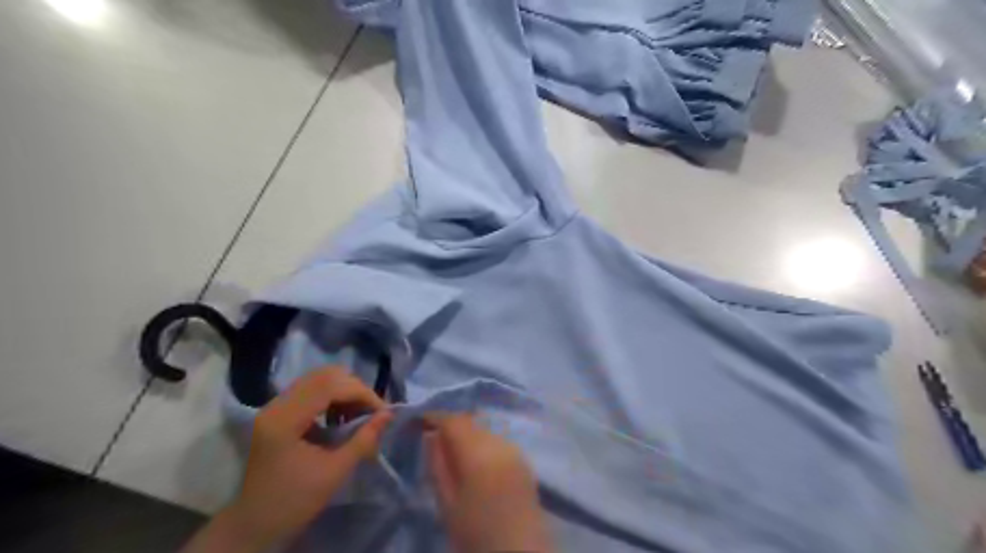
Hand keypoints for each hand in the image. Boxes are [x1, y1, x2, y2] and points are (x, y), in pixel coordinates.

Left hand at [181, 365, 391, 549]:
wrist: (253, 525)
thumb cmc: (294, 502)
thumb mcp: (334, 472)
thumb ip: (364, 439)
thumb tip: (388, 414)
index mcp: (284, 419)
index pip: (330, 386)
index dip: (361, 392)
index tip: (382, 411)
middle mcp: (276, 405)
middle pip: (323, 376)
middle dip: (354, 388)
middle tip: (371, 410)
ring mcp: (274, 407)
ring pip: (317, 379)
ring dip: (343, 390)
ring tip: (358, 413)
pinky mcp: (277, 413)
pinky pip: (310, 390)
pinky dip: (332, 397)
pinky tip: (341, 417)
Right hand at [425, 413, 553, 551]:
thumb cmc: (476, 533)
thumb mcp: (447, 503)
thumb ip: (438, 465)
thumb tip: (431, 437)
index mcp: (478, 454)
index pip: (454, 421)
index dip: (436, 417)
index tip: (422, 422)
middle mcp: (499, 444)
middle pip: (472, 422)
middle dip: (453, 425)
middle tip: (436, 438)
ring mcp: (515, 451)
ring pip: (486, 430)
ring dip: (469, 434)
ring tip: (456, 452)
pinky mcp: (525, 461)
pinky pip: (499, 441)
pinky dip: (484, 443)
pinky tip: (478, 462)